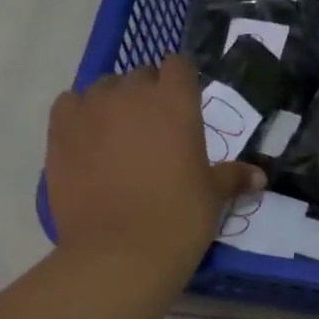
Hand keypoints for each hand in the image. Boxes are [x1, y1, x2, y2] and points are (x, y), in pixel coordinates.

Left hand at [47, 56, 263, 278]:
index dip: (181, 82)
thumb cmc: (178, 220)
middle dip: (148, 94)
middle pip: (140, 76)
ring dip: (113, 103)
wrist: (118, 253)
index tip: (184, 106)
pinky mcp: (59, 131)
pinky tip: (86, 141)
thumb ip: (233, 177)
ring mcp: (91, 110)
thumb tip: (260, 176)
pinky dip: (79, 115)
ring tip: (118, 137)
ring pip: (103, 88)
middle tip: (154, 131)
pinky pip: (69, 104)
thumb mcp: (212, 197)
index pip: (178, 65)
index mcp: (175, 102)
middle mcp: (132, 94)